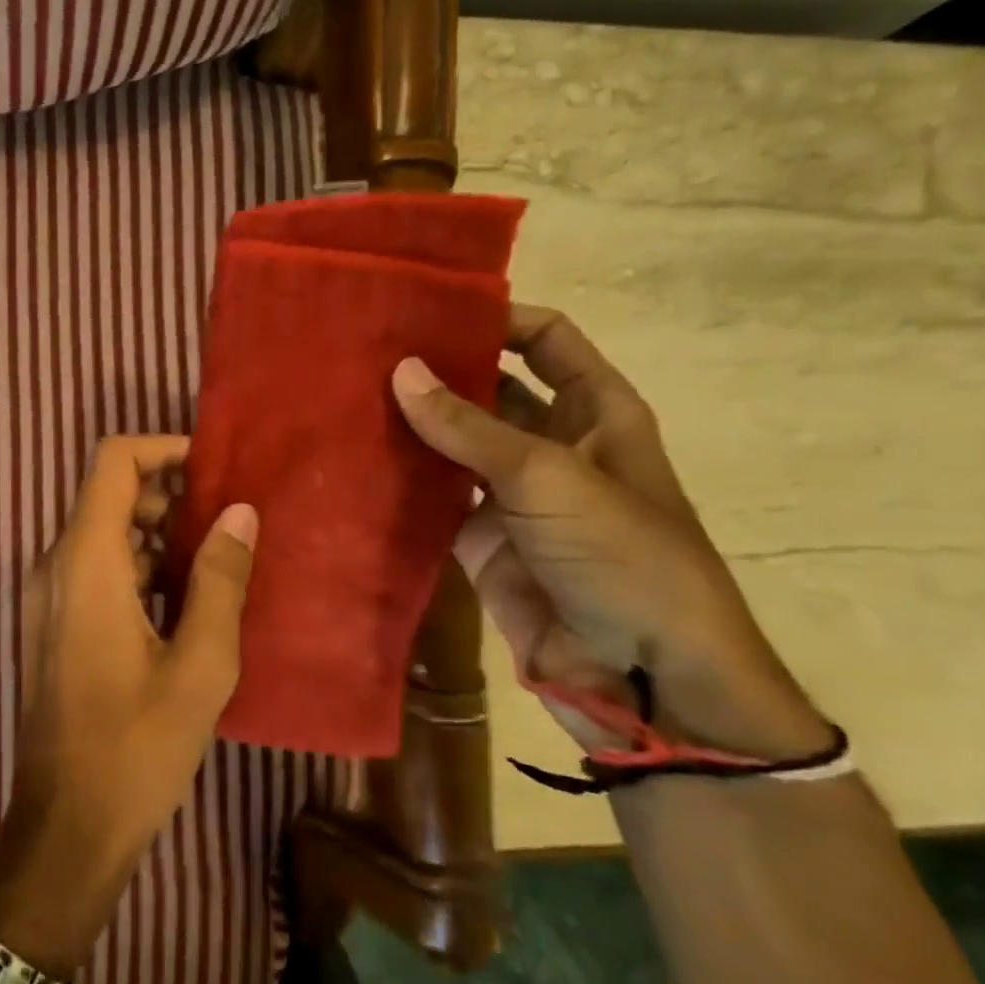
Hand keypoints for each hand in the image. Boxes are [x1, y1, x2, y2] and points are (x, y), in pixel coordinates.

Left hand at [0, 437, 257, 974]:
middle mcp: (55, 564)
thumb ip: (218, 579)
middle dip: (169, 496)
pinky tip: (184, 601)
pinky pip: (95, 569)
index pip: (113, 462)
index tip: (214, 470)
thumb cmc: (136, 747)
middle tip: (228, 522)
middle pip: (109, 495)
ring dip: (156, 534)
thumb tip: (240, 512)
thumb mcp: (199, 664)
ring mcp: (49, 595)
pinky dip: (137, 566)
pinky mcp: (53, 623)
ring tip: (217, 562)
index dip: (163, 450)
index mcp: (85, 561)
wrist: (66, 826)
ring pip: (103, 533)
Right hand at [391, 304, 833, 762]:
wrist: (638, 675)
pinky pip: (433, 501)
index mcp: (595, 414)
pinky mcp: (480, 541)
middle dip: (439, 372)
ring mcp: (513, 497)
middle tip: (366, 353)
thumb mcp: (548, 477)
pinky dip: (400, 485)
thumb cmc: (622, 557)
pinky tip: (353, 464)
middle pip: (490, 391)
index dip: (498, 318)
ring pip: (453, 447)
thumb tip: (401, 370)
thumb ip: (469, 426)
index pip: (547, 342)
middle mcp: (552, 446)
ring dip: (411, 428)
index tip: (428, 308)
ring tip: (346, 399)